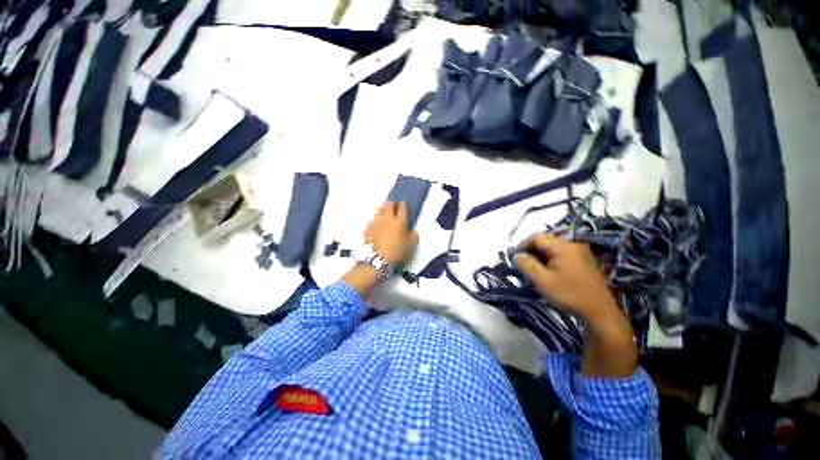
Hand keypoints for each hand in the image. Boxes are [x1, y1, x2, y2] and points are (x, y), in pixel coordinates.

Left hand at [364, 202, 418, 266]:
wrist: (377, 259)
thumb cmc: (397, 251)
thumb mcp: (411, 245)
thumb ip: (414, 235)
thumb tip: (412, 231)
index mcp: (400, 221)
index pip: (403, 206)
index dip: (404, 204)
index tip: (404, 205)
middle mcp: (388, 218)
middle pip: (389, 204)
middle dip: (393, 203)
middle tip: (394, 207)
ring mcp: (376, 221)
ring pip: (379, 209)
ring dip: (383, 210)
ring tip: (385, 214)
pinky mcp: (367, 227)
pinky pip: (372, 220)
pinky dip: (376, 220)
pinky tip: (377, 226)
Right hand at [514, 234, 617, 320]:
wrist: (600, 311)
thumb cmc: (570, 294)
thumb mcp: (543, 280)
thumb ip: (527, 265)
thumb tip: (516, 255)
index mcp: (564, 246)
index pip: (537, 237)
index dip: (523, 245)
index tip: (516, 258)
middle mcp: (572, 244)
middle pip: (545, 241)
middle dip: (532, 252)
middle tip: (524, 266)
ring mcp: (579, 252)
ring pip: (552, 248)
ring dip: (540, 257)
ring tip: (534, 271)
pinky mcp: (582, 260)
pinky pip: (560, 254)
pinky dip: (550, 260)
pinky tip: (547, 273)